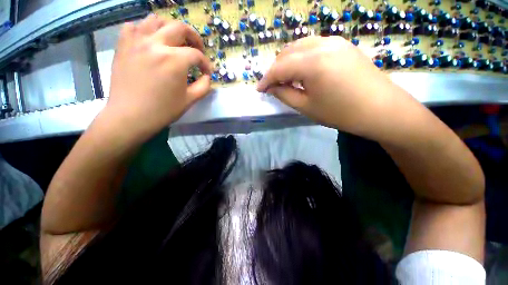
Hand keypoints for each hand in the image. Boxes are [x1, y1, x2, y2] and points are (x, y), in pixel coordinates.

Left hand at [105, 15, 211, 139]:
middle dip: (194, 37)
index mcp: (175, 60)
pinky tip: (149, 41)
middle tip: (197, 49)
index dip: (206, 64)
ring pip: (156, 20)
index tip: (207, 72)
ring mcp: (136, 42)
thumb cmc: (163, 110)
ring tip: (174, 42)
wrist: (130, 116)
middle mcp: (156, 44)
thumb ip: (204, 86)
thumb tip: (207, 76)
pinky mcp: (123, 46)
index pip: (197, 55)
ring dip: (170, 29)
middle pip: (180, 27)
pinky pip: (133, 26)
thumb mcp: (190, 100)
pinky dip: (144, 30)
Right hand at [257, 36, 415, 138]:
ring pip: (300, 46)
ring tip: (284, 79)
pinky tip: (301, 71)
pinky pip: (313, 46)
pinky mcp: (342, 45)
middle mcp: (322, 44)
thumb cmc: (341, 113)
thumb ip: (285, 95)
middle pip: (288, 52)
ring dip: (287, 62)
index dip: (266, 79)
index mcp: (313, 62)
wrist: (381, 110)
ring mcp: (335, 41)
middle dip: (275, 69)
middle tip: (271, 85)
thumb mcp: (306, 107)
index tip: (259, 89)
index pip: (279, 67)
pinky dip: (301, 57)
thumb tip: (272, 88)